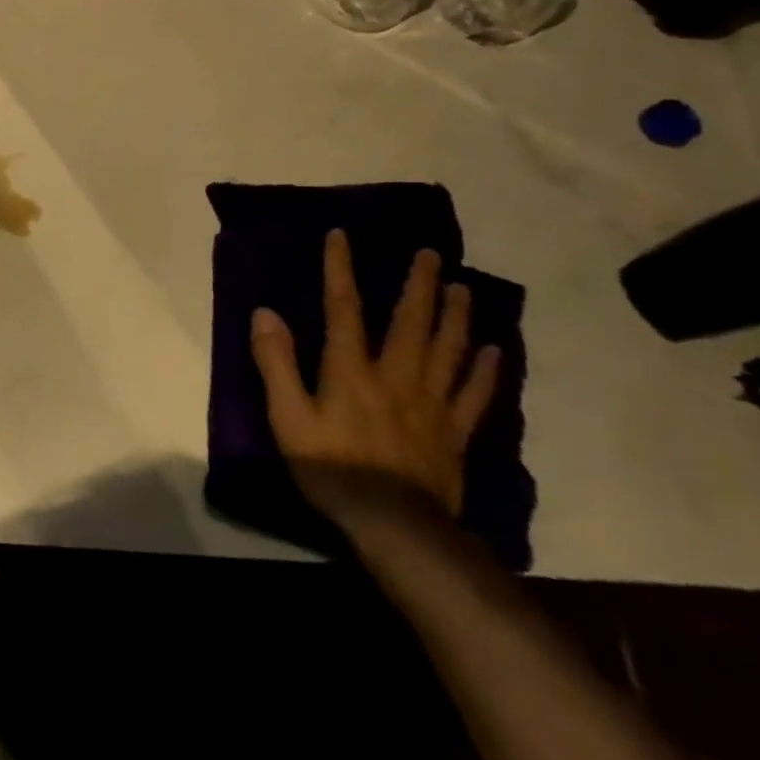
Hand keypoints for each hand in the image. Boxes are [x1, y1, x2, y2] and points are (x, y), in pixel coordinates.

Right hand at [250, 229, 499, 532]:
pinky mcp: (454, 431)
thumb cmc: (330, 467)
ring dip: (458, 315)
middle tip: (429, 253)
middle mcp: (396, 376)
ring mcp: (432, 403)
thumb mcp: (287, 416)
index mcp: (351, 370)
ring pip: (450, 349)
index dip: (340, 269)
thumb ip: (275, 363)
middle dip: (419, 284)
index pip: (344, 308)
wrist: (393, 524)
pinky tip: (494, 349)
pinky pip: (475, 393)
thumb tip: (265, 313)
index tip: (342, 235)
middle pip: (411, 321)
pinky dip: (487, 369)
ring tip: (464, 287)